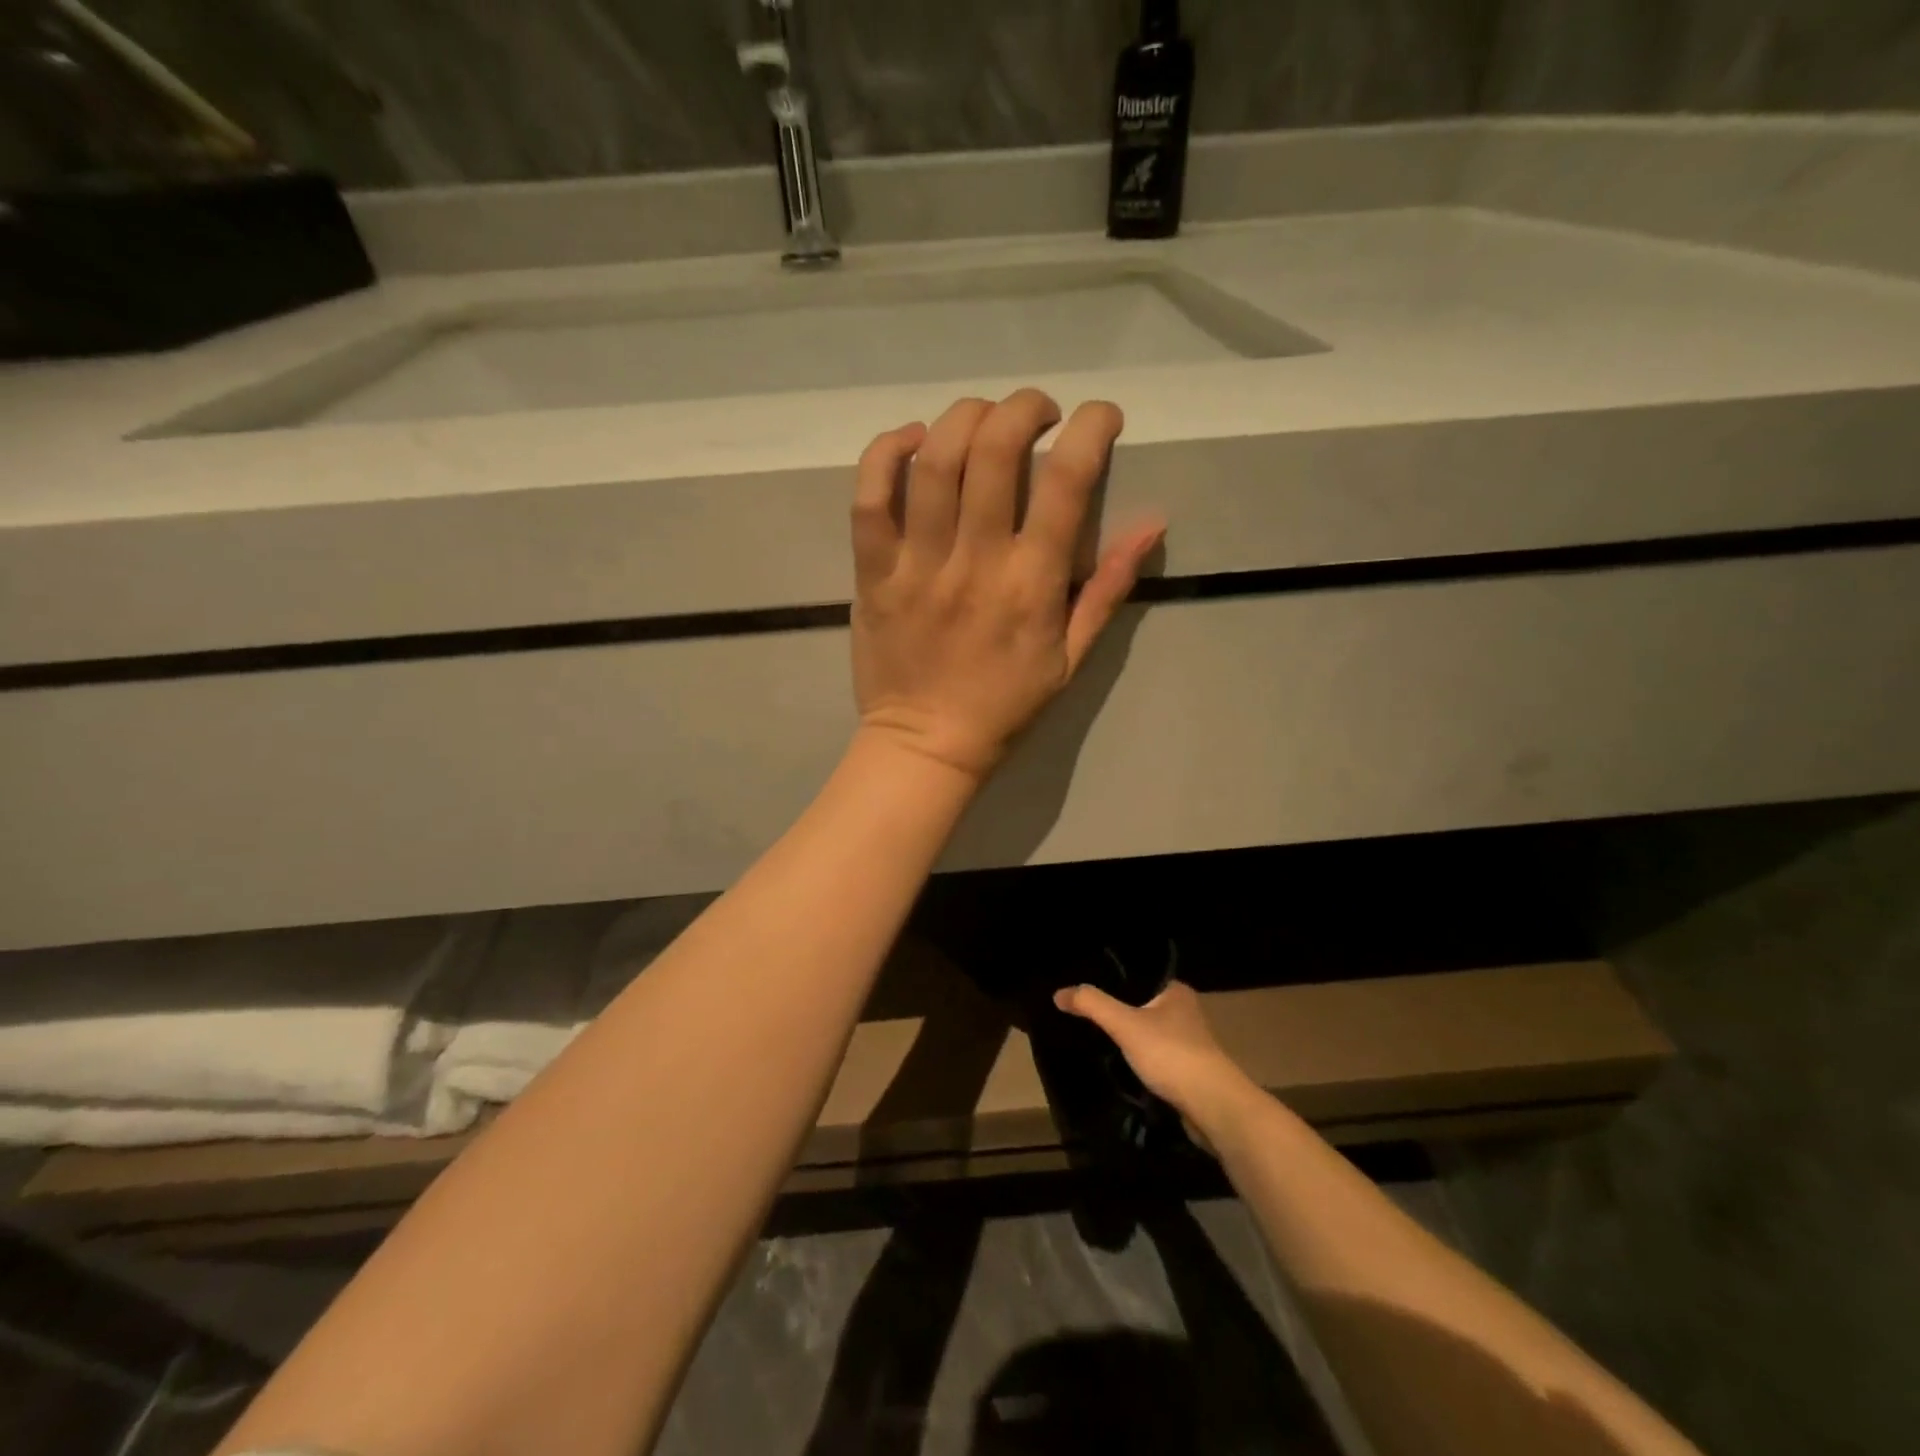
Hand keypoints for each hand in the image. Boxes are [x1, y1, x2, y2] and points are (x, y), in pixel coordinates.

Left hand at [850, 390, 1163, 780]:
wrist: (926, 745)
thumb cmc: (1005, 706)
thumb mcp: (1072, 658)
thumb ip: (1109, 588)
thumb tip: (1153, 521)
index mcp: (1032, 585)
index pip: (1067, 483)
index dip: (1090, 429)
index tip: (1099, 417)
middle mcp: (975, 563)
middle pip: (994, 452)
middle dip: (1023, 408)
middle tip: (1037, 412)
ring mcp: (918, 566)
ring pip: (933, 462)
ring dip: (962, 418)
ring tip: (981, 419)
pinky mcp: (873, 574)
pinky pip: (868, 499)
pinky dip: (885, 454)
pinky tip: (912, 440)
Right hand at [1053, 980, 1255, 1139]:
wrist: (1214, 1107)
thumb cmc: (1171, 1054)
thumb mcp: (1125, 1024)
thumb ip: (1092, 1005)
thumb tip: (1059, 993)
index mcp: (1176, 991)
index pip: (1139, 976)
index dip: (1114, 980)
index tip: (1088, 988)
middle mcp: (1187, 1012)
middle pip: (1144, 1006)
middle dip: (1120, 1012)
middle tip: (1087, 1015)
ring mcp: (1191, 1044)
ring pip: (1151, 1034)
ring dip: (1132, 1040)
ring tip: (1099, 1040)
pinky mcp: (1190, 1072)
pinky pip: (1158, 1059)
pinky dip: (1142, 1062)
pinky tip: (1122, 1067)